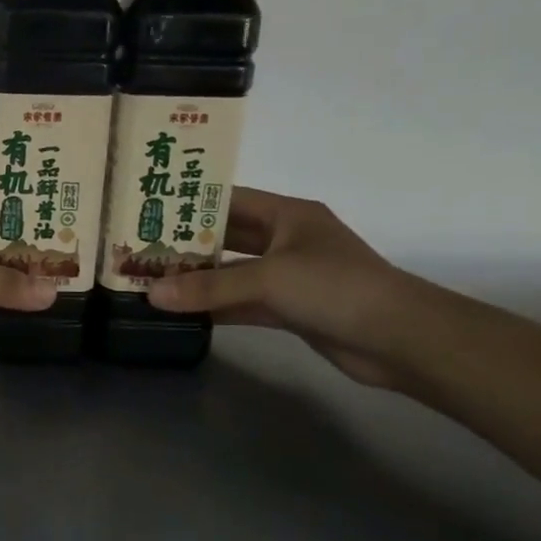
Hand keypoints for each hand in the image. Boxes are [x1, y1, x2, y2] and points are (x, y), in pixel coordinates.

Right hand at [147, 188, 416, 388]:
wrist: (399, 339)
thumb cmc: (336, 287)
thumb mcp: (268, 279)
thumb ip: (210, 287)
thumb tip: (151, 295)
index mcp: (288, 215)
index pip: (230, 201)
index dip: (191, 204)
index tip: (149, 211)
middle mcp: (286, 240)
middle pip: (228, 238)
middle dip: (188, 245)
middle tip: (140, 250)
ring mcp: (288, 277)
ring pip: (233, 274)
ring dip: (198, 280)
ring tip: (152, 281)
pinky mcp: (290, 310)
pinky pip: (242, 303)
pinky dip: (216, 307)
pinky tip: (182, 312)